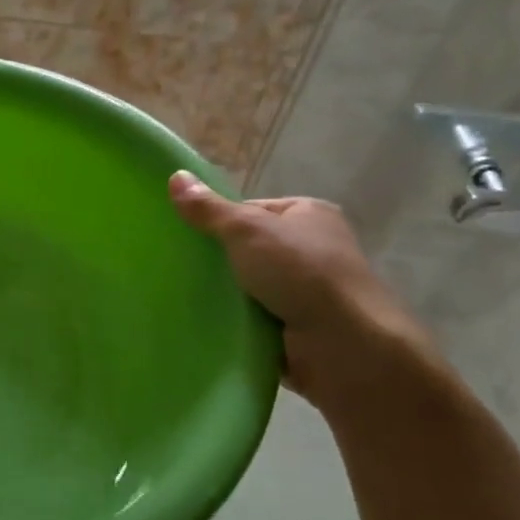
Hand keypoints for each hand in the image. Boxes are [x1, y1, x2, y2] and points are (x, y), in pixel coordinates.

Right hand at [167, 172, 436, 404]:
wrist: (345, 345)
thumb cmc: (301, 272)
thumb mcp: (246, 230)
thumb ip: (208, 209)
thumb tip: (175, 175)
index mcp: (309, 215)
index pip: (252, 210)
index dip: (219, 221)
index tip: (189, 237)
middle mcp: (313, 249)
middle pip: (249, 249)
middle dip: (219, 260)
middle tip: (180, 267)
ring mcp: (308, 291)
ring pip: (250, 286)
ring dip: (226, 294)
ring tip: (184, 295)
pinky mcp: (299, 327)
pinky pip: (255, 318)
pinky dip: (236, 321)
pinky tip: (207, 322)